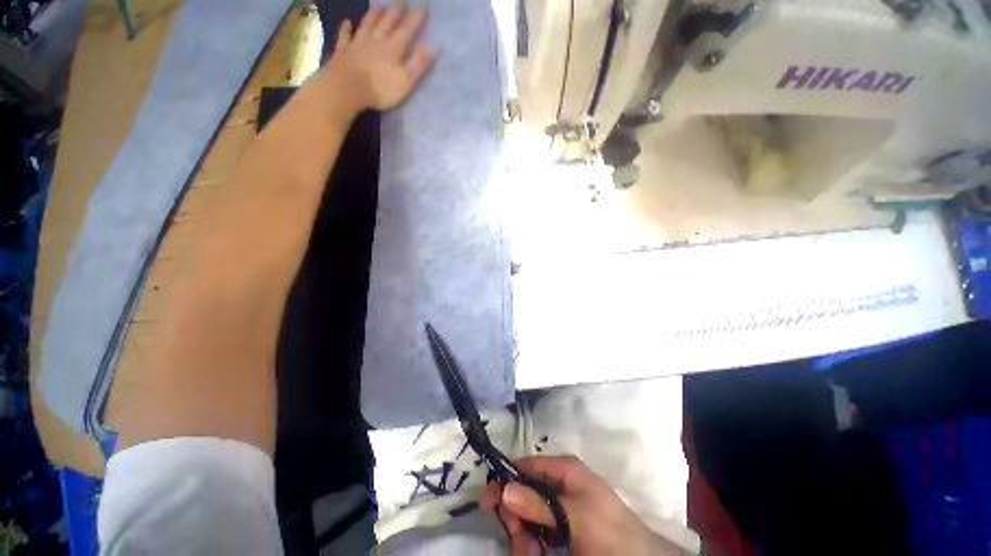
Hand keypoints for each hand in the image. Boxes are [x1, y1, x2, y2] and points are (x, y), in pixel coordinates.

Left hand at [324, 3, 433, 113]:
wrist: (348, 87)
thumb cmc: (381, 88)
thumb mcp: (406, 80)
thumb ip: (419, 64)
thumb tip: (434, 47)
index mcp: (393, 49)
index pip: (407, 30)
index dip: (415, 18)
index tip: (423, 5)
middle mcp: (377, 41)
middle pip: (387, 22)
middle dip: (396, 11)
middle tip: (401, 0)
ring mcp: (358, 44)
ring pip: (368, 25)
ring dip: (374, 15)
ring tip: (379, 5)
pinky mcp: (344, 51)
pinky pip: (345, 36)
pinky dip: (346, 29)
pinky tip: (347, 22)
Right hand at [480, 455, 682, 555]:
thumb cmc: (609, 533)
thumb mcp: (574, 517)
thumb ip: (539, 504)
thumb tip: (504, 488)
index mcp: (563, 470)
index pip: (526, 465)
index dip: (506, 479)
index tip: (488, 502)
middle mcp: (558, 484)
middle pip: (523, 492)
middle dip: (516, 516)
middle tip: (517, 536)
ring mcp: (560, 508)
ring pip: (527, 516)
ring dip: (523, 536)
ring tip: (530, 553)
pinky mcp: (561, 529)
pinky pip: (537, 532)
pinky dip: (531, 545)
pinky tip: (535, 555)